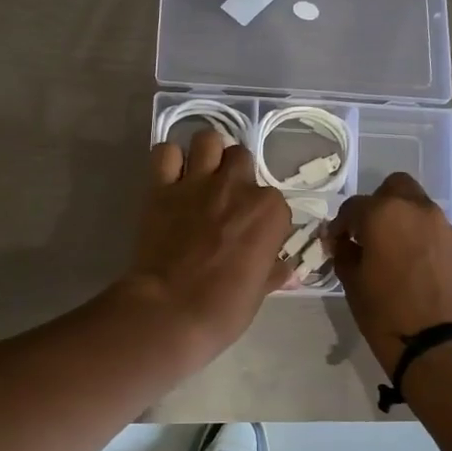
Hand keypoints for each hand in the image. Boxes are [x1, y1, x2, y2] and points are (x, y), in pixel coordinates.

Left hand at [121, 129, 293, 360]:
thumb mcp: (260, 291)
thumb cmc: (224, 308)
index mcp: (270, 211)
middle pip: (242, 158)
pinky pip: (165, 152)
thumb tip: (289, 271)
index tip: (252, 233)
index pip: (274, 199)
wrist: (170, 311)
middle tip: (226, 199)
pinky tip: (172, 176)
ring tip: (202, 175)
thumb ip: (274, 271)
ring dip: (207, 153)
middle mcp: (237, 186)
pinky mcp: (162, 187)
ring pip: (208, 139)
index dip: (262, 215)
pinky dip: (169, 159)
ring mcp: (198, 182)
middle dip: (236, 174)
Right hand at [330, 173, 451, 375]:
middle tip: (366, 235)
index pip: (353, 207)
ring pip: (416, 205)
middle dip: (377, 205)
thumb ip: (345, 254)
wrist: (442, 346)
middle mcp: (415, 208)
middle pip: (393, 188)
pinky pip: (432, 228)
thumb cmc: (387, 314)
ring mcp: (442, 225)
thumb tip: (344, 243)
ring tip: (390, 251)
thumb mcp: (353, 284)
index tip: (335, 244)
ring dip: (400, 218)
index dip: (340, 226)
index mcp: (383, 213)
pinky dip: (418, 235)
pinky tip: (411, 264)